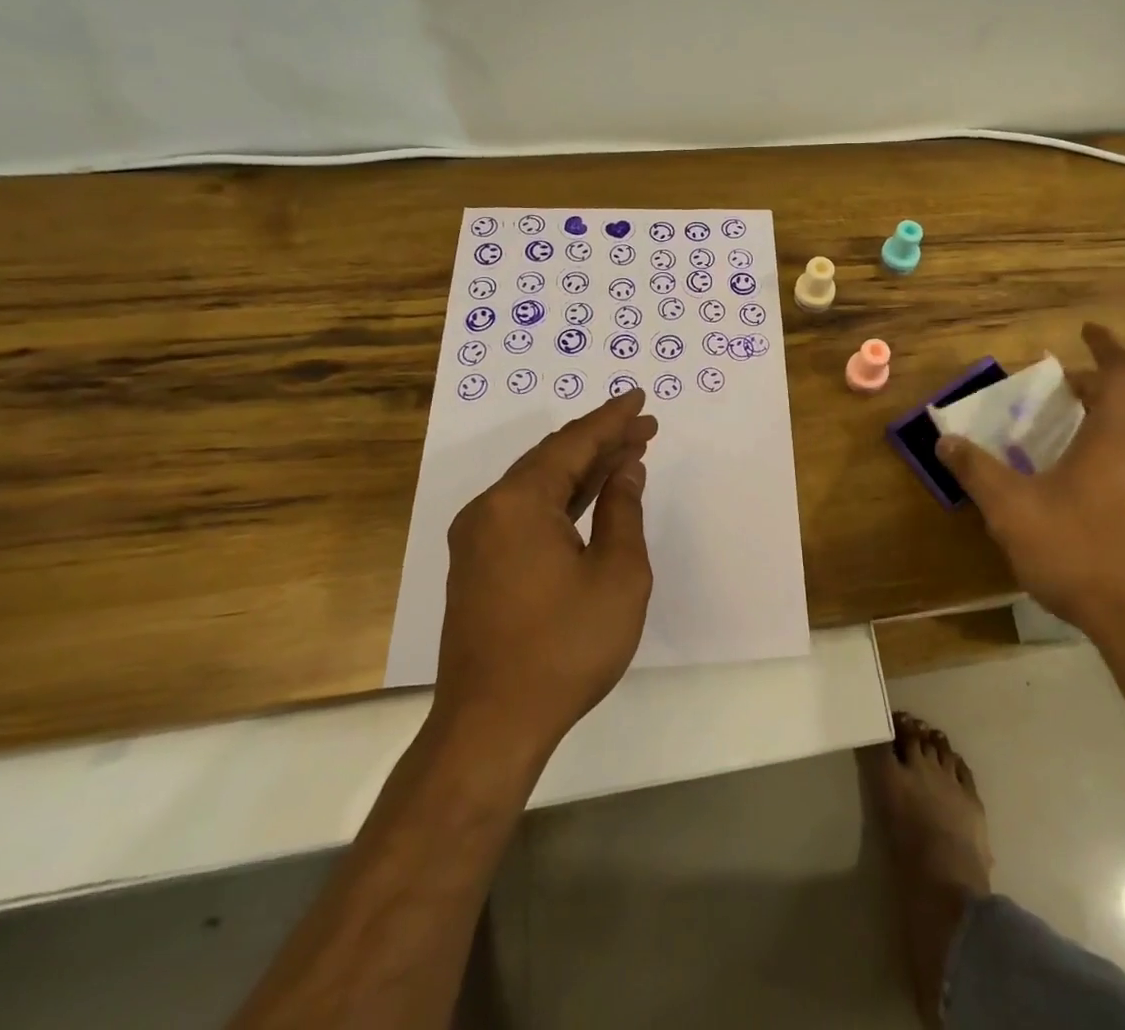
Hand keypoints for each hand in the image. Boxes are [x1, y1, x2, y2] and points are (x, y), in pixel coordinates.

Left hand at [432, 390, 658, 756]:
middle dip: (601, 441)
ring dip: (584, 469)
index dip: (611, 420)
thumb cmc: (564, 646)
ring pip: (539, 485)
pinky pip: (527, 512)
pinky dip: (563, 498)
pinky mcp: (480, 565)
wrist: (492, 726)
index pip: (572, 444)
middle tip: (644, 426)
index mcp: (518, 503)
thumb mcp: (617, 574)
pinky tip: (591, 496)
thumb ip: (622, 511)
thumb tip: (626, 470)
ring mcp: (479, 539)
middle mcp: (489, 510)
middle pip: (553, 459)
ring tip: (628, 453)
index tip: (639, 399)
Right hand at [936, 323, 1124, 641]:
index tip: (1087, 331)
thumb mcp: (1013, 509)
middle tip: (1060, 392)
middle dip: (1094, 390)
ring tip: (1068, 442)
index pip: (1122, 371)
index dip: (1105, 346)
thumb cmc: (1080, 552)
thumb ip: (977, 470)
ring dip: (1107, 427)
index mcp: (1121, 435)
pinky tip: (1089, 495)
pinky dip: (1117, 461)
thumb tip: (945, 439)